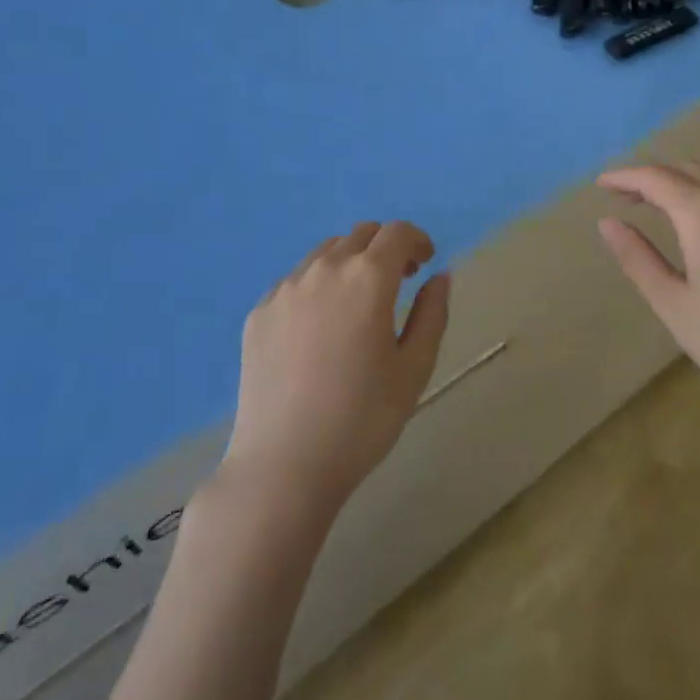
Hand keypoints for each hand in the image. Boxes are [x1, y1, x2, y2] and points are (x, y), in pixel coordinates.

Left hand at [220, 221, 449, 518]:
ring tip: (357, 301)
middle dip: (385, 248)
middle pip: (361, 235)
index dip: (417, 240)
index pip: (398, 233)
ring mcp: (286, 288)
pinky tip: (320, 326)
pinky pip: (296, 280)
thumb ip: (433, 313)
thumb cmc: (362, 419)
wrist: (283, 466)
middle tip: (398, 280)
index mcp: (368, 277)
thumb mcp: (414, 369)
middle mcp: (325, 268)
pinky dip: (318, 285)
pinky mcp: (260, 311)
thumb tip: (439, 276)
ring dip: (350, 261)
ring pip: (326, 252)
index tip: (425, 262)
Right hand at [597, 163, 699, 439]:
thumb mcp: (673, 304)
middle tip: (627, 196)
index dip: (625, 177)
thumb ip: (637, 257)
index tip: (602, 184)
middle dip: (654, 177)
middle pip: (688, 170)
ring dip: (687, 184)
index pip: (656, 177)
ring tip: (664, 207)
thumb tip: (608, 222)